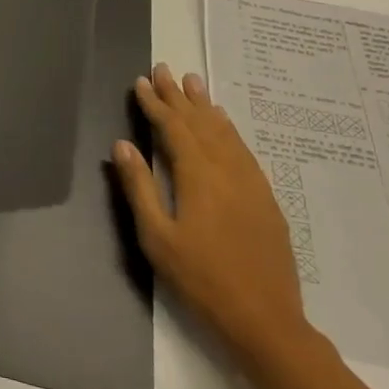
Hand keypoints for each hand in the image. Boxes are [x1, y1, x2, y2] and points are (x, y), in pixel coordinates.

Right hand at [112, 64, 311, 361]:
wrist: (264, 319)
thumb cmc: (201, 279)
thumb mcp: (157, 237)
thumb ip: (139, 187)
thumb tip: (123, 144)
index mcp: (198, 176)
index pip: (173, 128)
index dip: (155, 104)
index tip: (141, 82)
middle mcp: (227, 170)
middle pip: (200, 123)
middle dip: (179, 96)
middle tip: (164, 69)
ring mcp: (251, 183)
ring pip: (225, 133)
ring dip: (206, 106)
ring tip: (194, 82)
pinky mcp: (265, 198)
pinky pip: (243, 150)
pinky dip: (228, 130)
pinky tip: (223, 124)